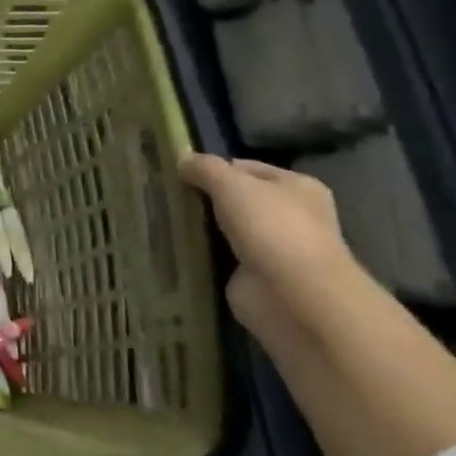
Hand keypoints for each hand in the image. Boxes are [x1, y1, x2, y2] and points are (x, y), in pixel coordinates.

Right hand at [179, 154, 354, 332]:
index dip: (211, 168)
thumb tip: (182, 160)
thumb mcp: (233, 185)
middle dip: (202, 198)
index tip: (174, 174)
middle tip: (163, 196)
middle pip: (235, 198)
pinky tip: (173, 246)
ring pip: (224, 228)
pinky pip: (219, 256)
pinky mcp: (254, 274)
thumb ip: (206, 169)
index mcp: (296, 186)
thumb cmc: (272, 229)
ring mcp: (272, 247)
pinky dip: (200, 253)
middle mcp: (289, 214)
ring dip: (199, 226)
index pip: (245, 167)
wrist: (292, 295)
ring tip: (159, 219)